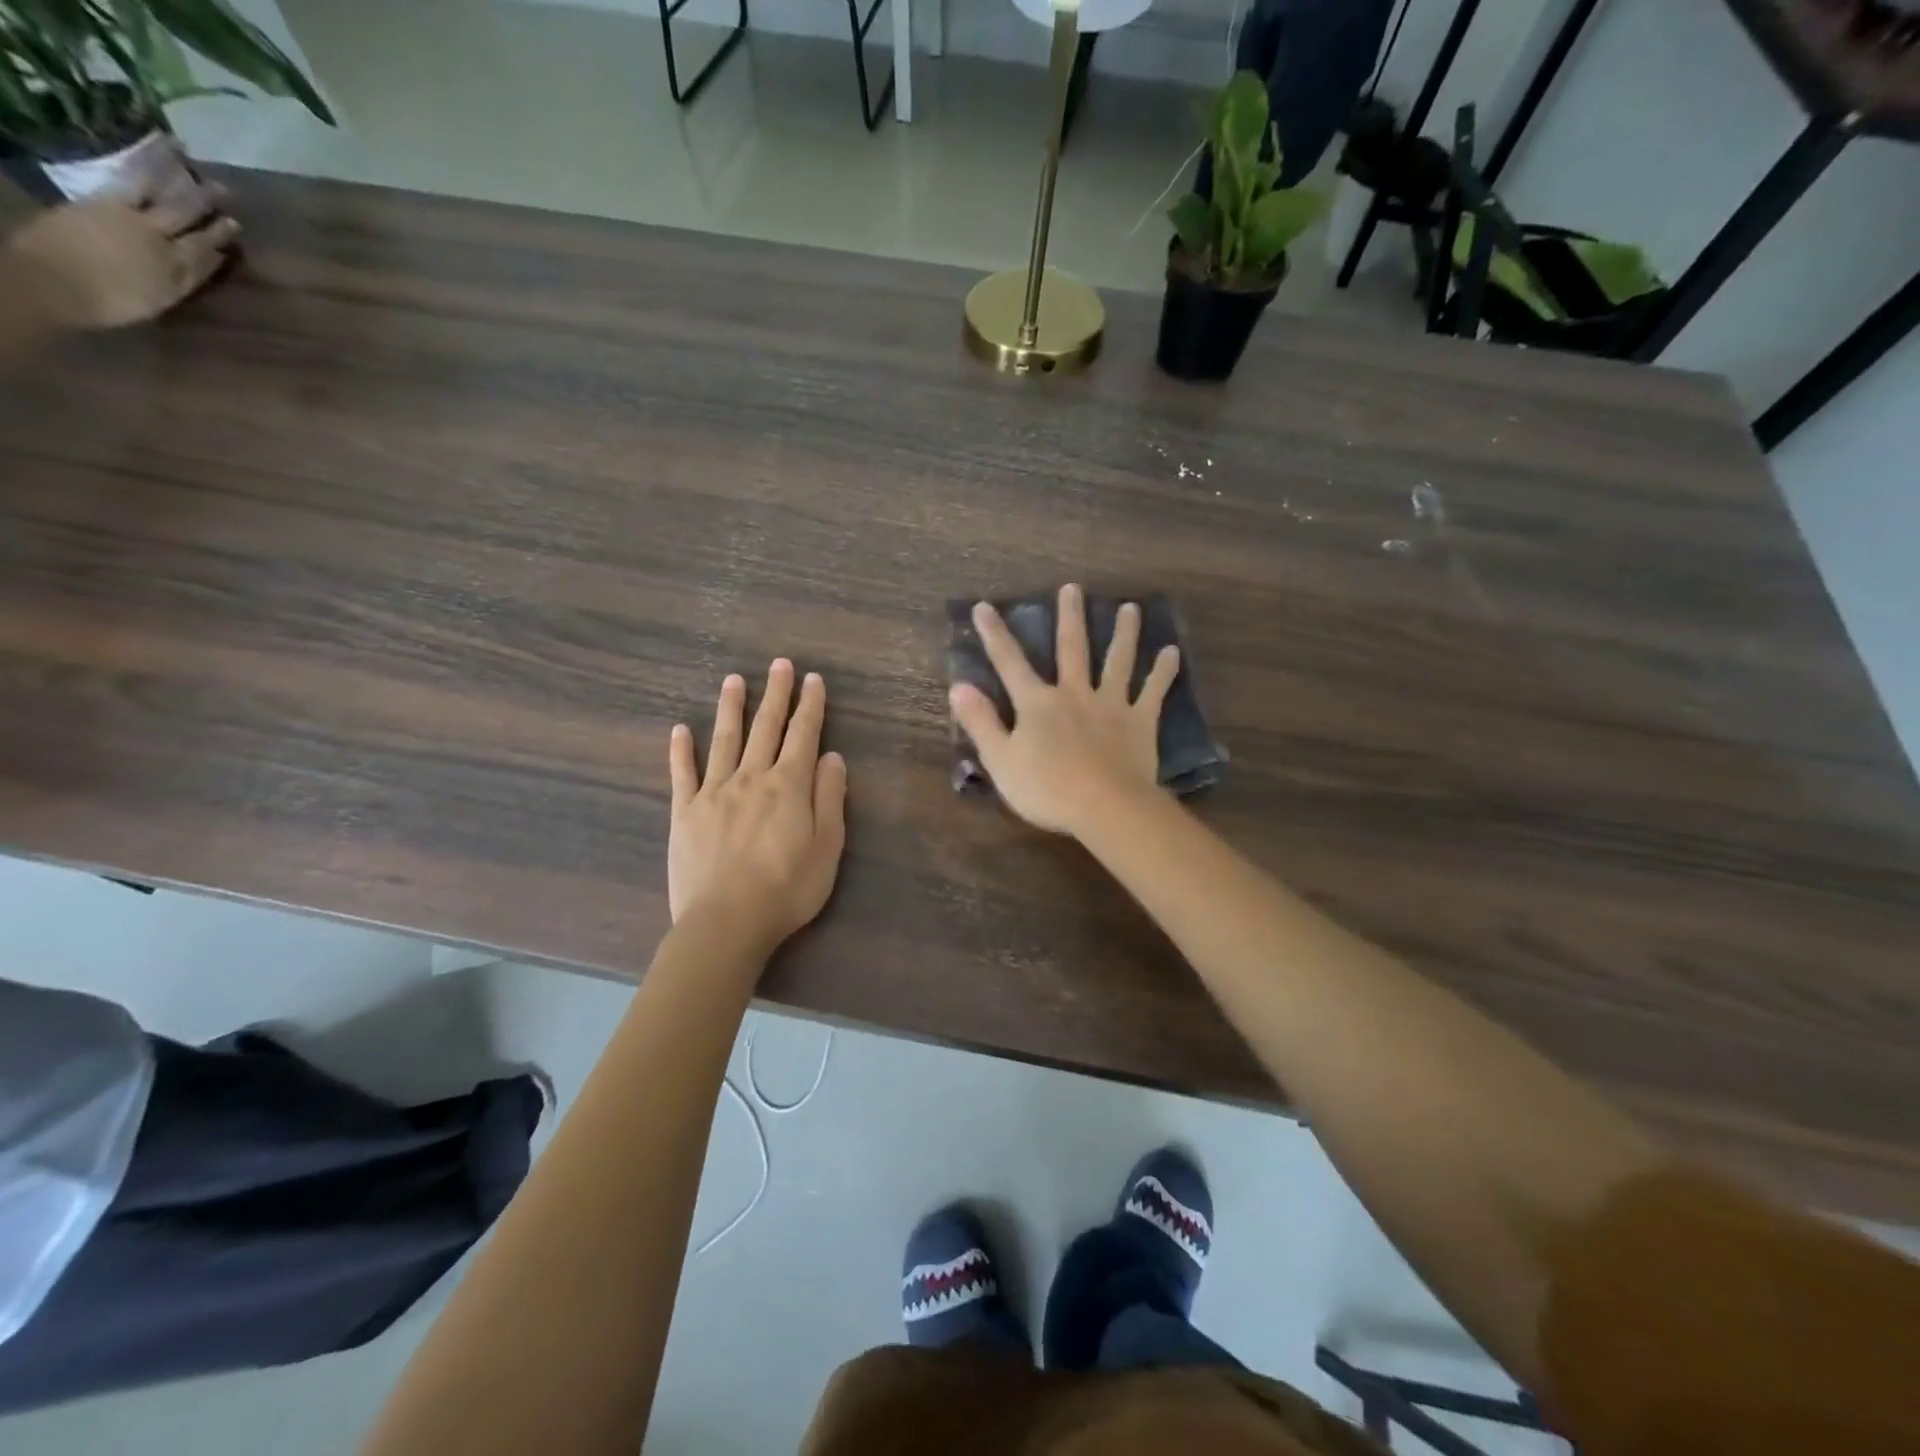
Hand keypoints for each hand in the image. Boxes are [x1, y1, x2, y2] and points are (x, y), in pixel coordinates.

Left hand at [7, 184, 238, 330]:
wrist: (57, 282)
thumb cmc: (106, 301)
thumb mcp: (156, 300)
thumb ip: (184, 280)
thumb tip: (211, 259)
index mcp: (177, 272)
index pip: (205, 254)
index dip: (220, 240)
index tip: (234, 226)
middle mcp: (164, 244)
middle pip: (190, 222)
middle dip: (207, 206)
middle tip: (225, 190)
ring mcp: (135, 221)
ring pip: (169, 199)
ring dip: (184, 182)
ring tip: (194, 164)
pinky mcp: (107, 203)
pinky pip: (135, 181)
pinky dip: (149, 166)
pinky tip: (157, 156)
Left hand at [668, 660, 847, 958]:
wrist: (726, 923)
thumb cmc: (787, 889)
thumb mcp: (827, 847)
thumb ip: (829, 798)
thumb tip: (830, 757)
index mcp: (788, 786)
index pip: (803, 735)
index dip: (810, 705)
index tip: (813, 679)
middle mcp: (751, 778)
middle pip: (765, 728)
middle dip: (775, 694)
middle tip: (779, 664)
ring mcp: (713, 793)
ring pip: (724, 740)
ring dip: (731, 708)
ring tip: (734, 680)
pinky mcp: (685, 813)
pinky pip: (682, 774)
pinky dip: (680, 750)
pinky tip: (680, 729)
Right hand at [949, 583, 1180, 836]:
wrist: (1104, 807)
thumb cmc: (1046, 789)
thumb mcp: (1000, 760)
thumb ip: (981, 722)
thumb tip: (958, 687)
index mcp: (1037, 704)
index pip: (1009, 663)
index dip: (994, 635)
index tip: (984, 606)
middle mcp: (1074, 693)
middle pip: (1071, 649)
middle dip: (1069, 618)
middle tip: (1073, 588)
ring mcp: (1111, 705)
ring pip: (1118, 661)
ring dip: (1124, 634)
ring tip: (1131, 608)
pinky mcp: (1140, 722)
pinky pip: (1153, 691)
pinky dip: (1163, 672)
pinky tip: (1172, 652)